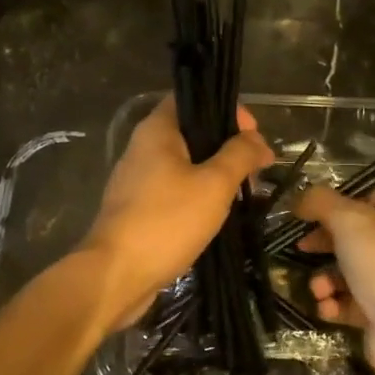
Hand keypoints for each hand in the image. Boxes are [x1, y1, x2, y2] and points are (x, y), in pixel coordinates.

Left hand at [79, 96, 273, 332]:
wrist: (117, 275)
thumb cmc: (167, 221)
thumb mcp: (214, 184)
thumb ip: (239, 155)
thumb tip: (257, 139)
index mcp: (156, 131)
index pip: (193, 99)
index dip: (226, 110)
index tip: (253, 134)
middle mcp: (143, 149)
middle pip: (191, 134)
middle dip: (227, 149)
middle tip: (256, 172)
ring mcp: (137, 181)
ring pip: (185, 166)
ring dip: (215, 177)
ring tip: (244, 197)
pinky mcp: (138, 210)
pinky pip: (174, 192)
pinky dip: (198, 198)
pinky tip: (218, 217)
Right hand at [295, 187, 374, 374]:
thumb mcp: (351, 220)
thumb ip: (321, 202)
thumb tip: (300, 199)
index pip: (372, 200)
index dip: (340, 204)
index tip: (310, 214)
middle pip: (358, 239)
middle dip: (326, 244)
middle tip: (302, 247)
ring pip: (351, 274)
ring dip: (326, 279)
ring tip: (319, 289)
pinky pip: (351, 305)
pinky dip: (334, 305)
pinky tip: (327, 308)